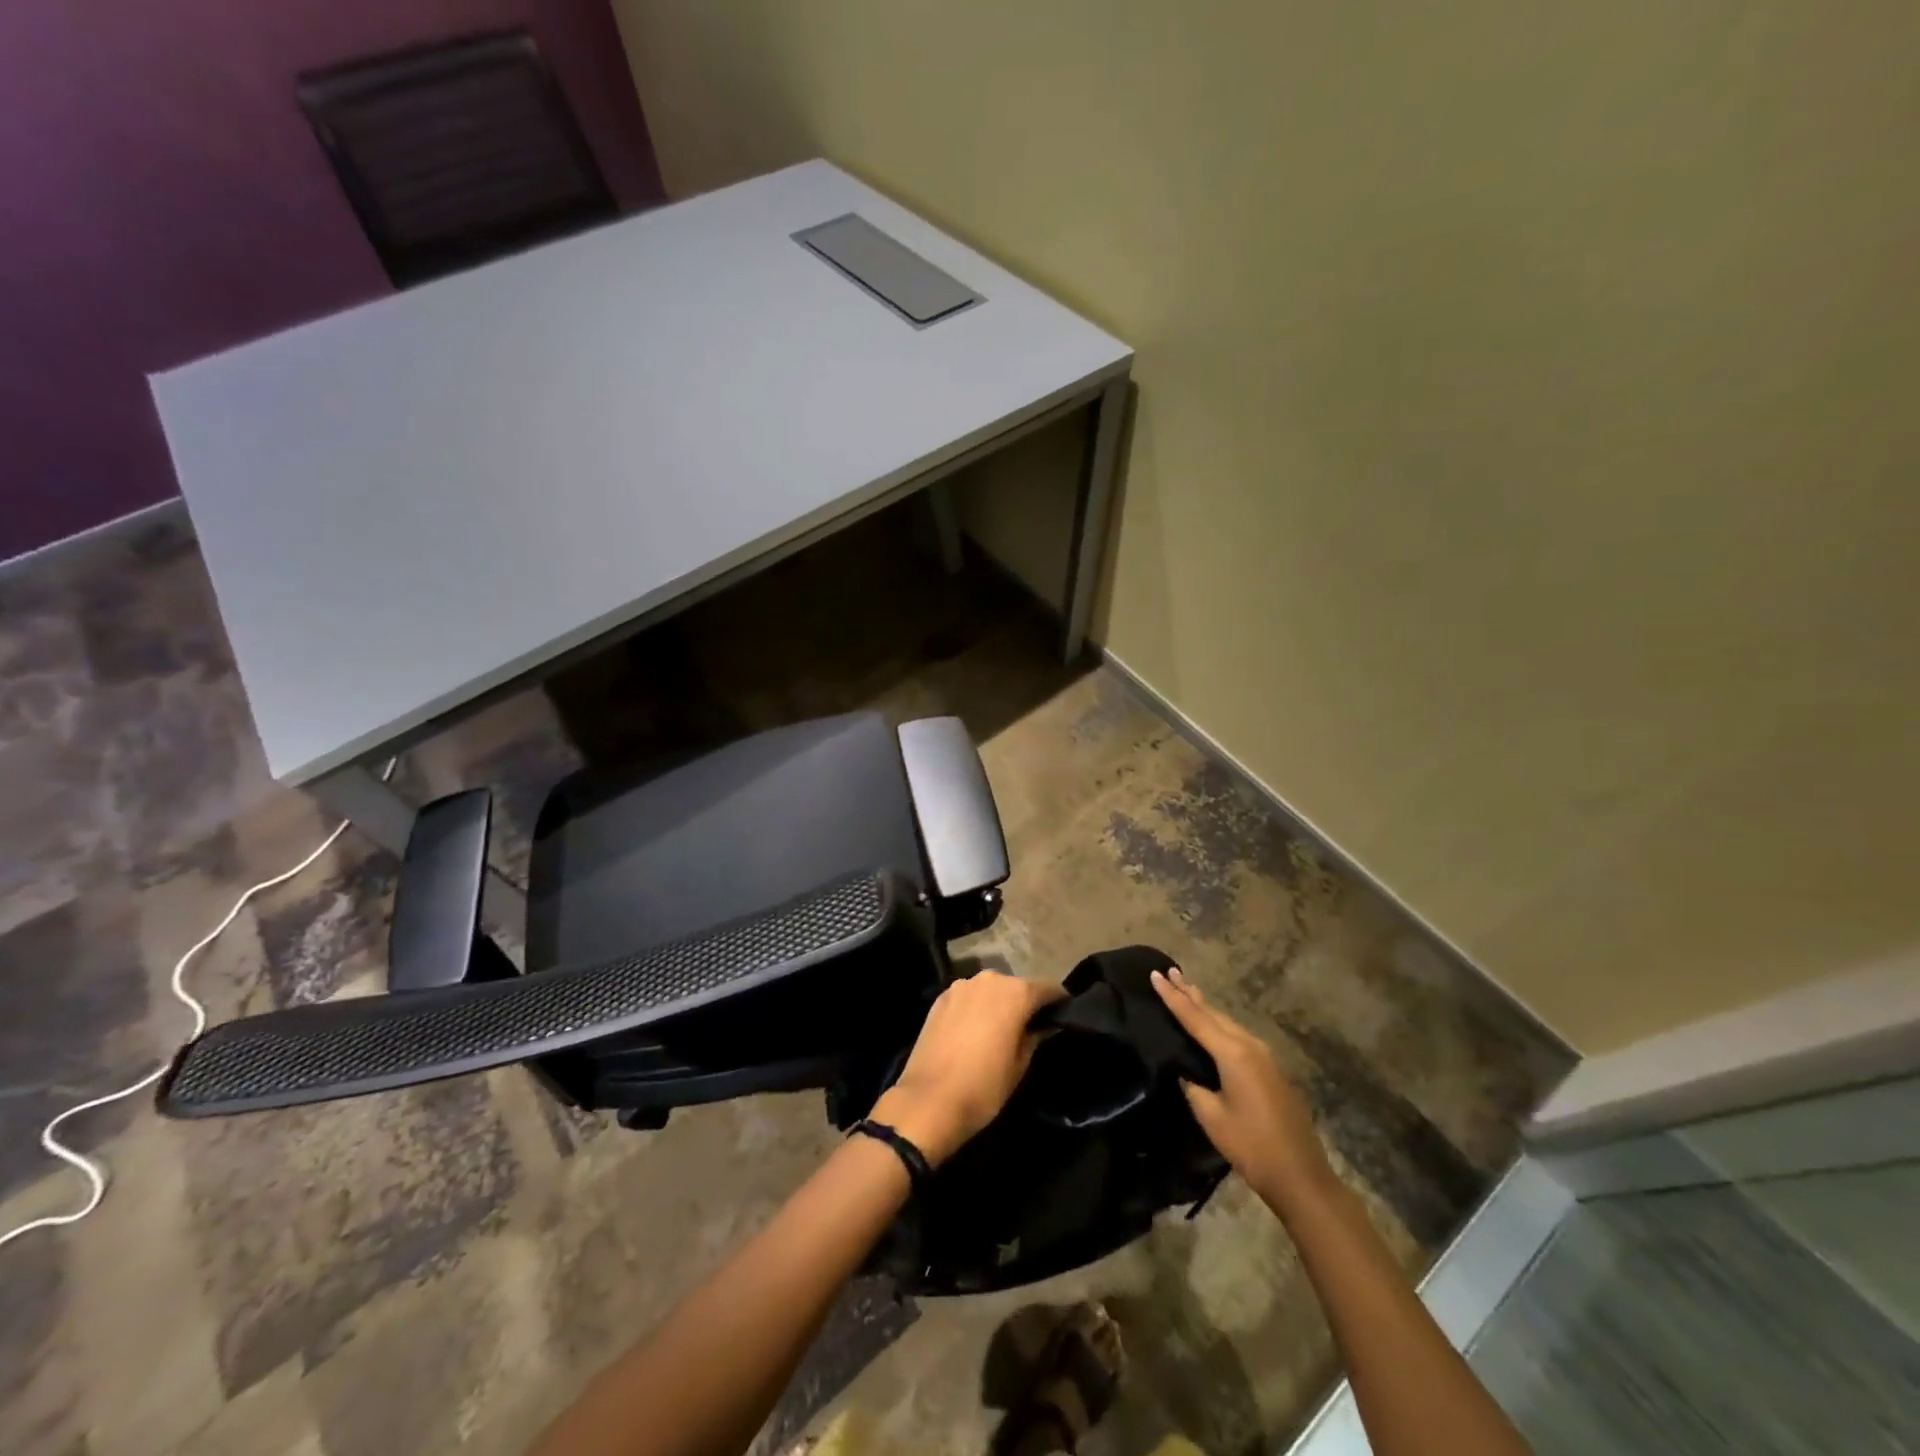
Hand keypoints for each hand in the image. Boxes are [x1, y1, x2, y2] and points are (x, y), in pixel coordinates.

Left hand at [870, 971, 1065, 1165]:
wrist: (928, 1101)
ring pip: (990, 990)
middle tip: (1032, 1027)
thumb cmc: (983, 1087)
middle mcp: (989, 979)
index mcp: (1015, 992)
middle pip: (1017, 986)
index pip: (1048, 988)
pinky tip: (975, 1031)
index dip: (1059, 1001)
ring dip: (999, 1003)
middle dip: (1026, 1002)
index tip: (1064, 1015)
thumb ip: (1034, 1036)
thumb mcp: (1020, 1065)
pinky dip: (976, 1008)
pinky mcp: (941, 998)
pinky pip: (968, 997)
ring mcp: (961, 986)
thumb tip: (1043, 1025)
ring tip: (1001, 1029)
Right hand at [1151, 967, 1331, 1205]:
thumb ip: (1194, 1086)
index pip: (1194, 1017)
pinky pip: (1238, 1036)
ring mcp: (1265, 1056)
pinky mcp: (1271, 1069)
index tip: (1155, 974)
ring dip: (1206, 1007)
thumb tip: (1187, 1071)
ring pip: (1227, 1022)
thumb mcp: (1212, 1117)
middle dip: (1190, 993)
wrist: (1302, 1176)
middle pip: (1213, 1013)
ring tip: (1187, 990)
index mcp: (1232, 1053)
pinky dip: (1219, 1024)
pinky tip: (1212, 1026)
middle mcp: (1249, 1045)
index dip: (1172, 996)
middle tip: (1170, 972)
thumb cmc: (1252, 1146)